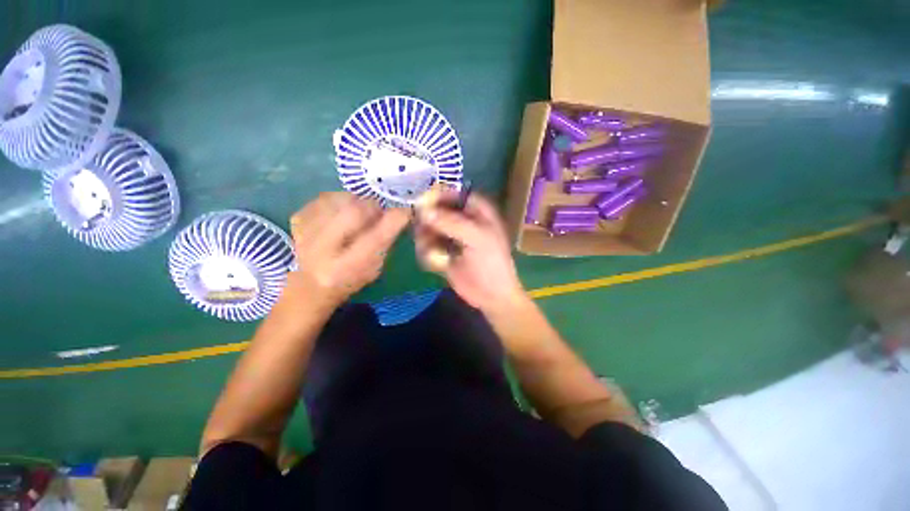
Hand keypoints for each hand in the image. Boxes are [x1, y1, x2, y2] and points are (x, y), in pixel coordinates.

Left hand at [288, 192, 409, 310]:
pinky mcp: (296, 221)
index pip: (375, 239)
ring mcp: (304, 233)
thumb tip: (397, 215)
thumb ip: (385, 242)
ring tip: (360, 211)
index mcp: (347, 268)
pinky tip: (342, 211)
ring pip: (336, 200)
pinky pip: (322, 198)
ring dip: (355, 201)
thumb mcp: (374, 268)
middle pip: (352, 212)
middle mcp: (323, 251)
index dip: (393, 221)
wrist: (309, 285)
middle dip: (372, 206)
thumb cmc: (349, 279)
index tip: (406, 211)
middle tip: (378, 210)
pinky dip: (338, 200)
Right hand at [415, 193, 525, 311]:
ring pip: (429, 227)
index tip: (423, 202)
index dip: (439, 194)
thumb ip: (451, 222)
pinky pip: (427, 244)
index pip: (456, 193)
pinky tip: (434, 262)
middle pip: (438, 209)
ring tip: (432, 251)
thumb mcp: (476, 238)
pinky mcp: (443, 251)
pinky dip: (427, 251)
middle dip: (429, 220)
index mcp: (478, 211)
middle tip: (424, 232)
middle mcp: (463, 220)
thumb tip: (424, 210)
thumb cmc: (491, 263)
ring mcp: (452, 236)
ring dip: (426, 238)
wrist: (491, 295)